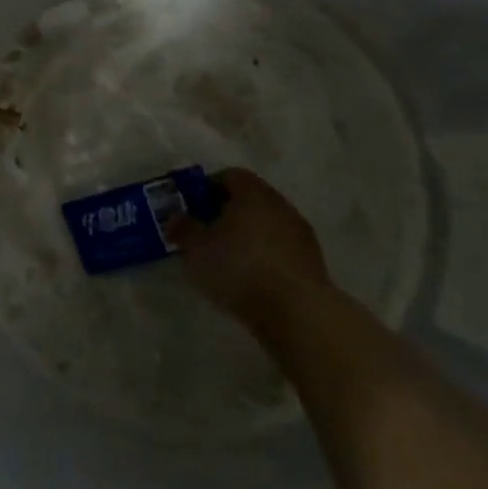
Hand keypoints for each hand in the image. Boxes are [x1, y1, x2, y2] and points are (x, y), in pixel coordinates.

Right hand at [168, 167, 330, 327]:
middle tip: (205, 234)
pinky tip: (250, 279)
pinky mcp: (312, 263)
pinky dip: (264, 257)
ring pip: (266, 225)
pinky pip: (279, 250)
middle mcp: (280, 204)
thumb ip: (183, 229)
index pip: (228, 175)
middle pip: (249, 200)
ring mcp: (300, 234)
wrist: (297, 312)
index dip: (207, 188)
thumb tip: (175, 219)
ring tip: (226, 261)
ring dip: (247, 237)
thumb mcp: (197, 248)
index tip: (192, 209)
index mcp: (252, 192)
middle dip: (226, 213)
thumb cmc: (239, 267)